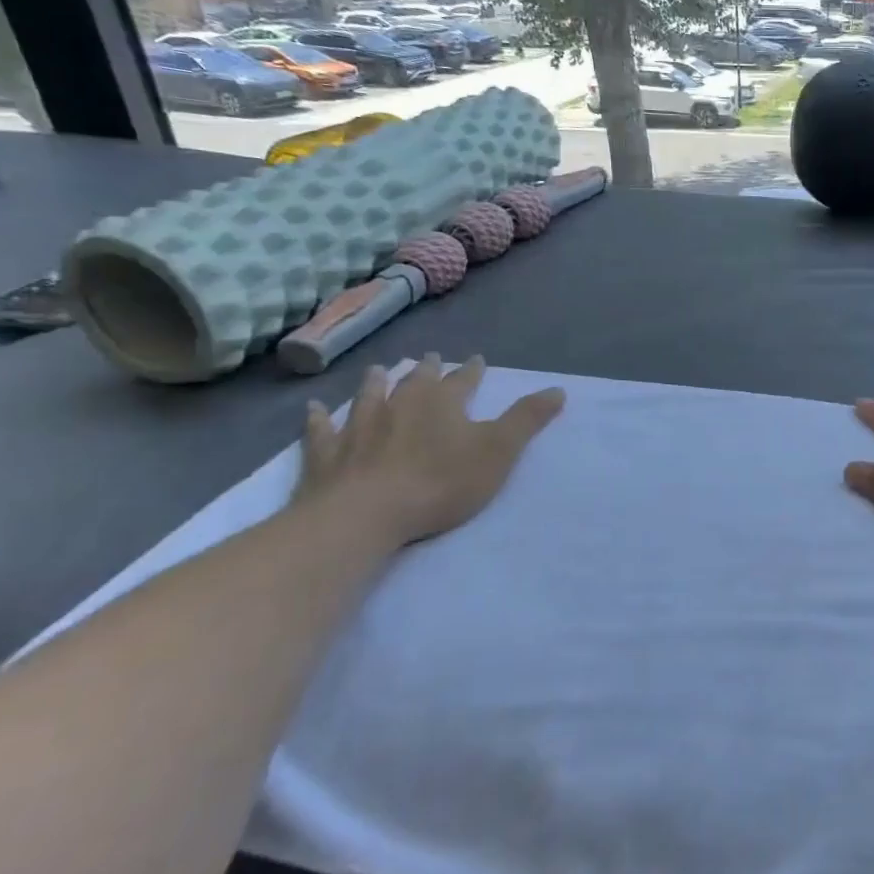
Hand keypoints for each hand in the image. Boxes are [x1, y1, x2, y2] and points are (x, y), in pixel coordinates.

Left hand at [296, 354, 564, 548]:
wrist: (366, 515)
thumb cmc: (441, 482)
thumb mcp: (499, 450)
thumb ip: (527, 419)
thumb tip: (558, 389)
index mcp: (442, 404)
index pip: (462, 380)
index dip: (472, 371)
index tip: (477, 360)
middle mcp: (399, 406)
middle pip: (415, 382)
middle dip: (426, 370)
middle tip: (429, 359)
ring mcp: (358, 428)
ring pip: (368, 397)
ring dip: (375, 384)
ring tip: (378, 370)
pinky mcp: (327, 456)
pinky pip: (322, 431)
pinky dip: (319, 419)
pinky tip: (315, 410)